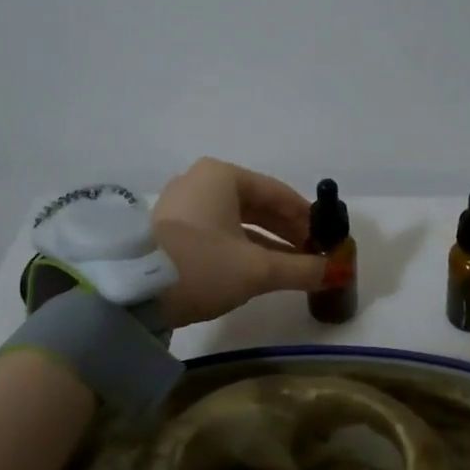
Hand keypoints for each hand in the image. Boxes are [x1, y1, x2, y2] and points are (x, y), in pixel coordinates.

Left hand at [151, 159, 330, 327]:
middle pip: (257, 206)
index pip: (278, 193)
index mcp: (222, 176)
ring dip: (266, 244)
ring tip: (292, 268)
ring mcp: (181, 206)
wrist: (133, 293)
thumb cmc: (203, 266)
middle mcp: (200, 182)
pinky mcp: (169, 231)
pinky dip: (240, 249)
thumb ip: (300, 269)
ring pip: (237, 222)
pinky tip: (258, 271)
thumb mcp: (257, 269)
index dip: (308, 218)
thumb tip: (336, 273)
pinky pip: (217, 233)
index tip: (328, 240)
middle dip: (287, 232)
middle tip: (312, 256)